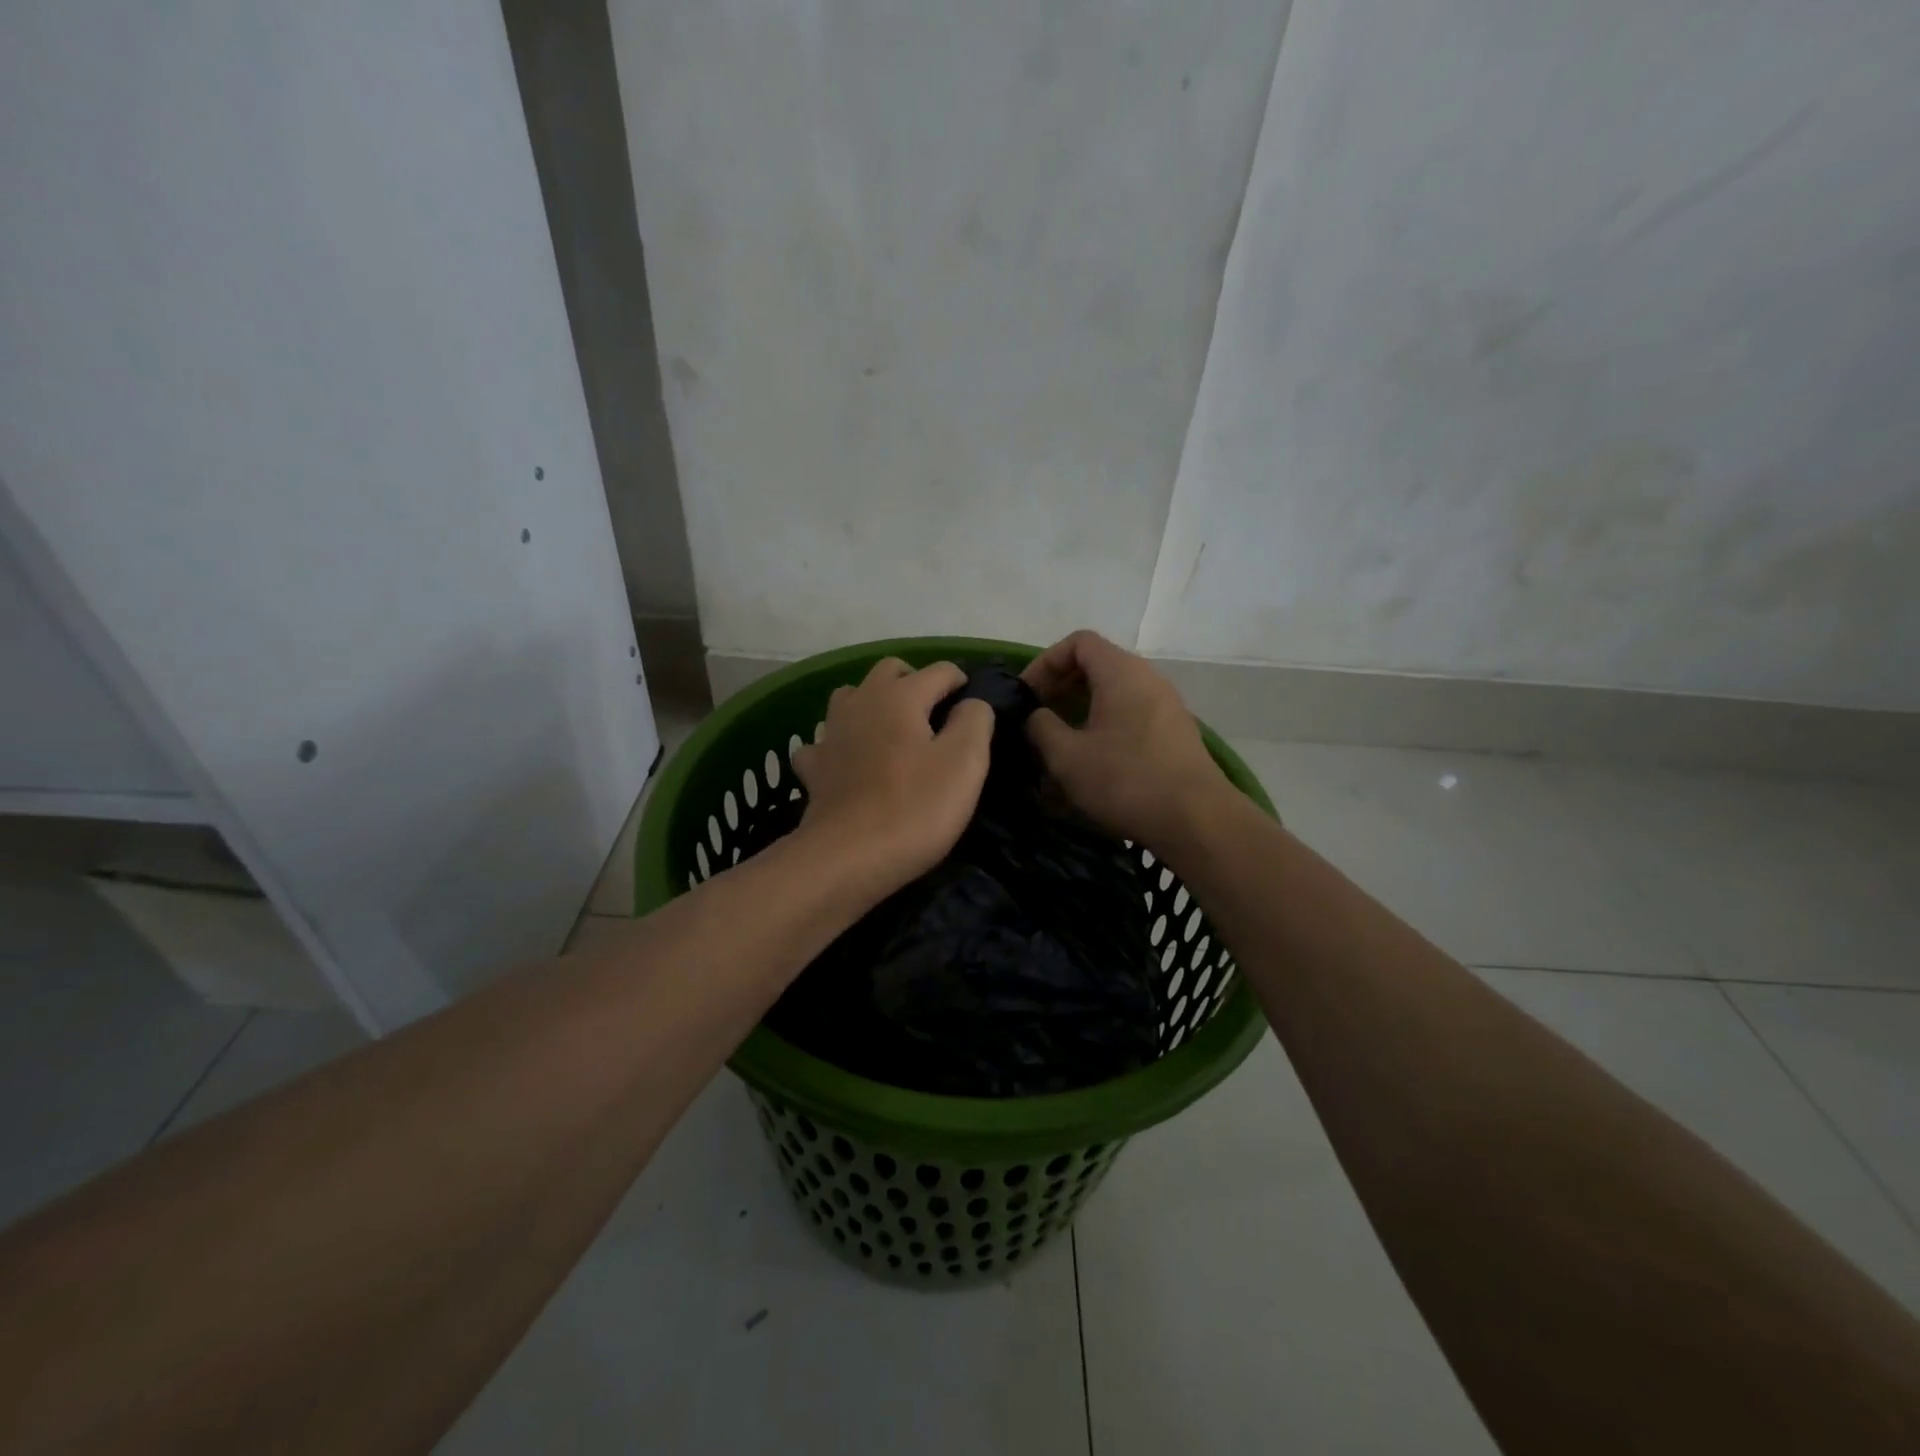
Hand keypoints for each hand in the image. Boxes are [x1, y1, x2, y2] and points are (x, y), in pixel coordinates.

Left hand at [791, 658, 993, 894]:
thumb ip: (975, 721)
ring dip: (873, 704)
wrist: (847, 858)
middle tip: (936, 717)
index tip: (974, 711)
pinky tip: (849, 763)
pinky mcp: (814, 767)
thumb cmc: (915, 808)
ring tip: (893, 733)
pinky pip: (824, 741)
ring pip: (851, 697)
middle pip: (890, 671)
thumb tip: (971, 704)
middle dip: (916, 682)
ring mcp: (831, 733)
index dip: (962, 683)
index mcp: (901, 696)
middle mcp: (861, 702)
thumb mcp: (965, 763)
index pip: (940, 670)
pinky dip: (839, 744)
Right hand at [1021, 630, 1227, 847]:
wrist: (1197, 820)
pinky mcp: (1173, 736)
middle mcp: (1147, 680)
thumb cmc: (1125, 780)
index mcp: (1121, 672)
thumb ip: (1041, 727)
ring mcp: (1165, 707)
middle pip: (1096, 667)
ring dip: (1080, 716)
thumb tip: (1036, 716)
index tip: (1026, 695)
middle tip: (1036, 721)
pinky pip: (1129, 719)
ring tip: (1058, 750)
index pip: (1078, 642)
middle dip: (1060, 691)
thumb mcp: (1067, 756)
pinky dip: (1103, 732)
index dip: (1045, 663)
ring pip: (1112, 697)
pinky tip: (1089, 768)